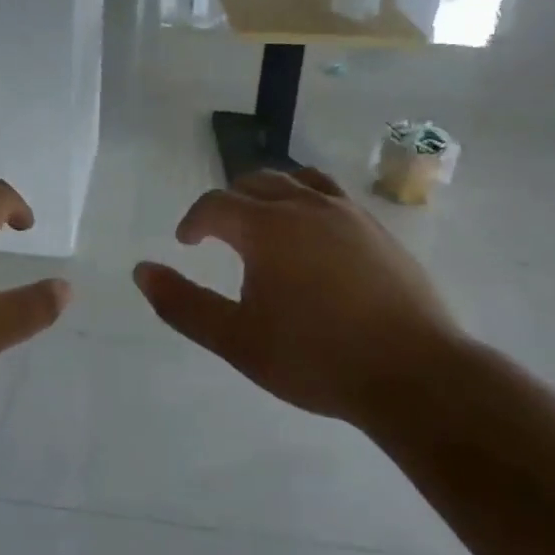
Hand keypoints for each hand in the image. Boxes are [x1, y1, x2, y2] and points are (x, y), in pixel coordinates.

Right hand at [133, 168, 463, 425]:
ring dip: (270, 194)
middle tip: (219, 234)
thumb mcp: (236, 340)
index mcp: (267, 228)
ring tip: (263, 223)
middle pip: (256, 182)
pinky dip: (308, 201)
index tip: (186, 243)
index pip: (216, 204)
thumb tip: (142, 270)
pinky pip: (333, 196)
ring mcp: (348, 214)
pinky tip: (313, 236)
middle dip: (229, 202)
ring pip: (298, 181)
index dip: (194, 220)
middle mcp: (306, 206)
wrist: (412, 373)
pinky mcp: (378, 229)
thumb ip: (183, 304)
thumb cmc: (314, 358)